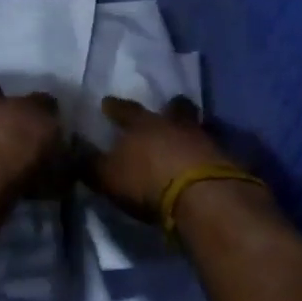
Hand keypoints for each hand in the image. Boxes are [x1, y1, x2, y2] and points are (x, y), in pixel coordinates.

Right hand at [85, 96, 231, 214]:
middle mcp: (175, 125)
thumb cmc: (147, 182)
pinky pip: (217, 151)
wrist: (203, 197)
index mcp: (143, 125)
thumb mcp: (108, 177)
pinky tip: (208, 161)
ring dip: (191, 131)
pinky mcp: (228, 160)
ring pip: (198, 127)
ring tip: (187, 137)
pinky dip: (211, 154)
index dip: (115, 107)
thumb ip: (90, 164)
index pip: (125, 110)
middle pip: (174, 109)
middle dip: (170, 108)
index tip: (107, 103)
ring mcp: (205, 140)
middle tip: (168, 108)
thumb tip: (73, 151)